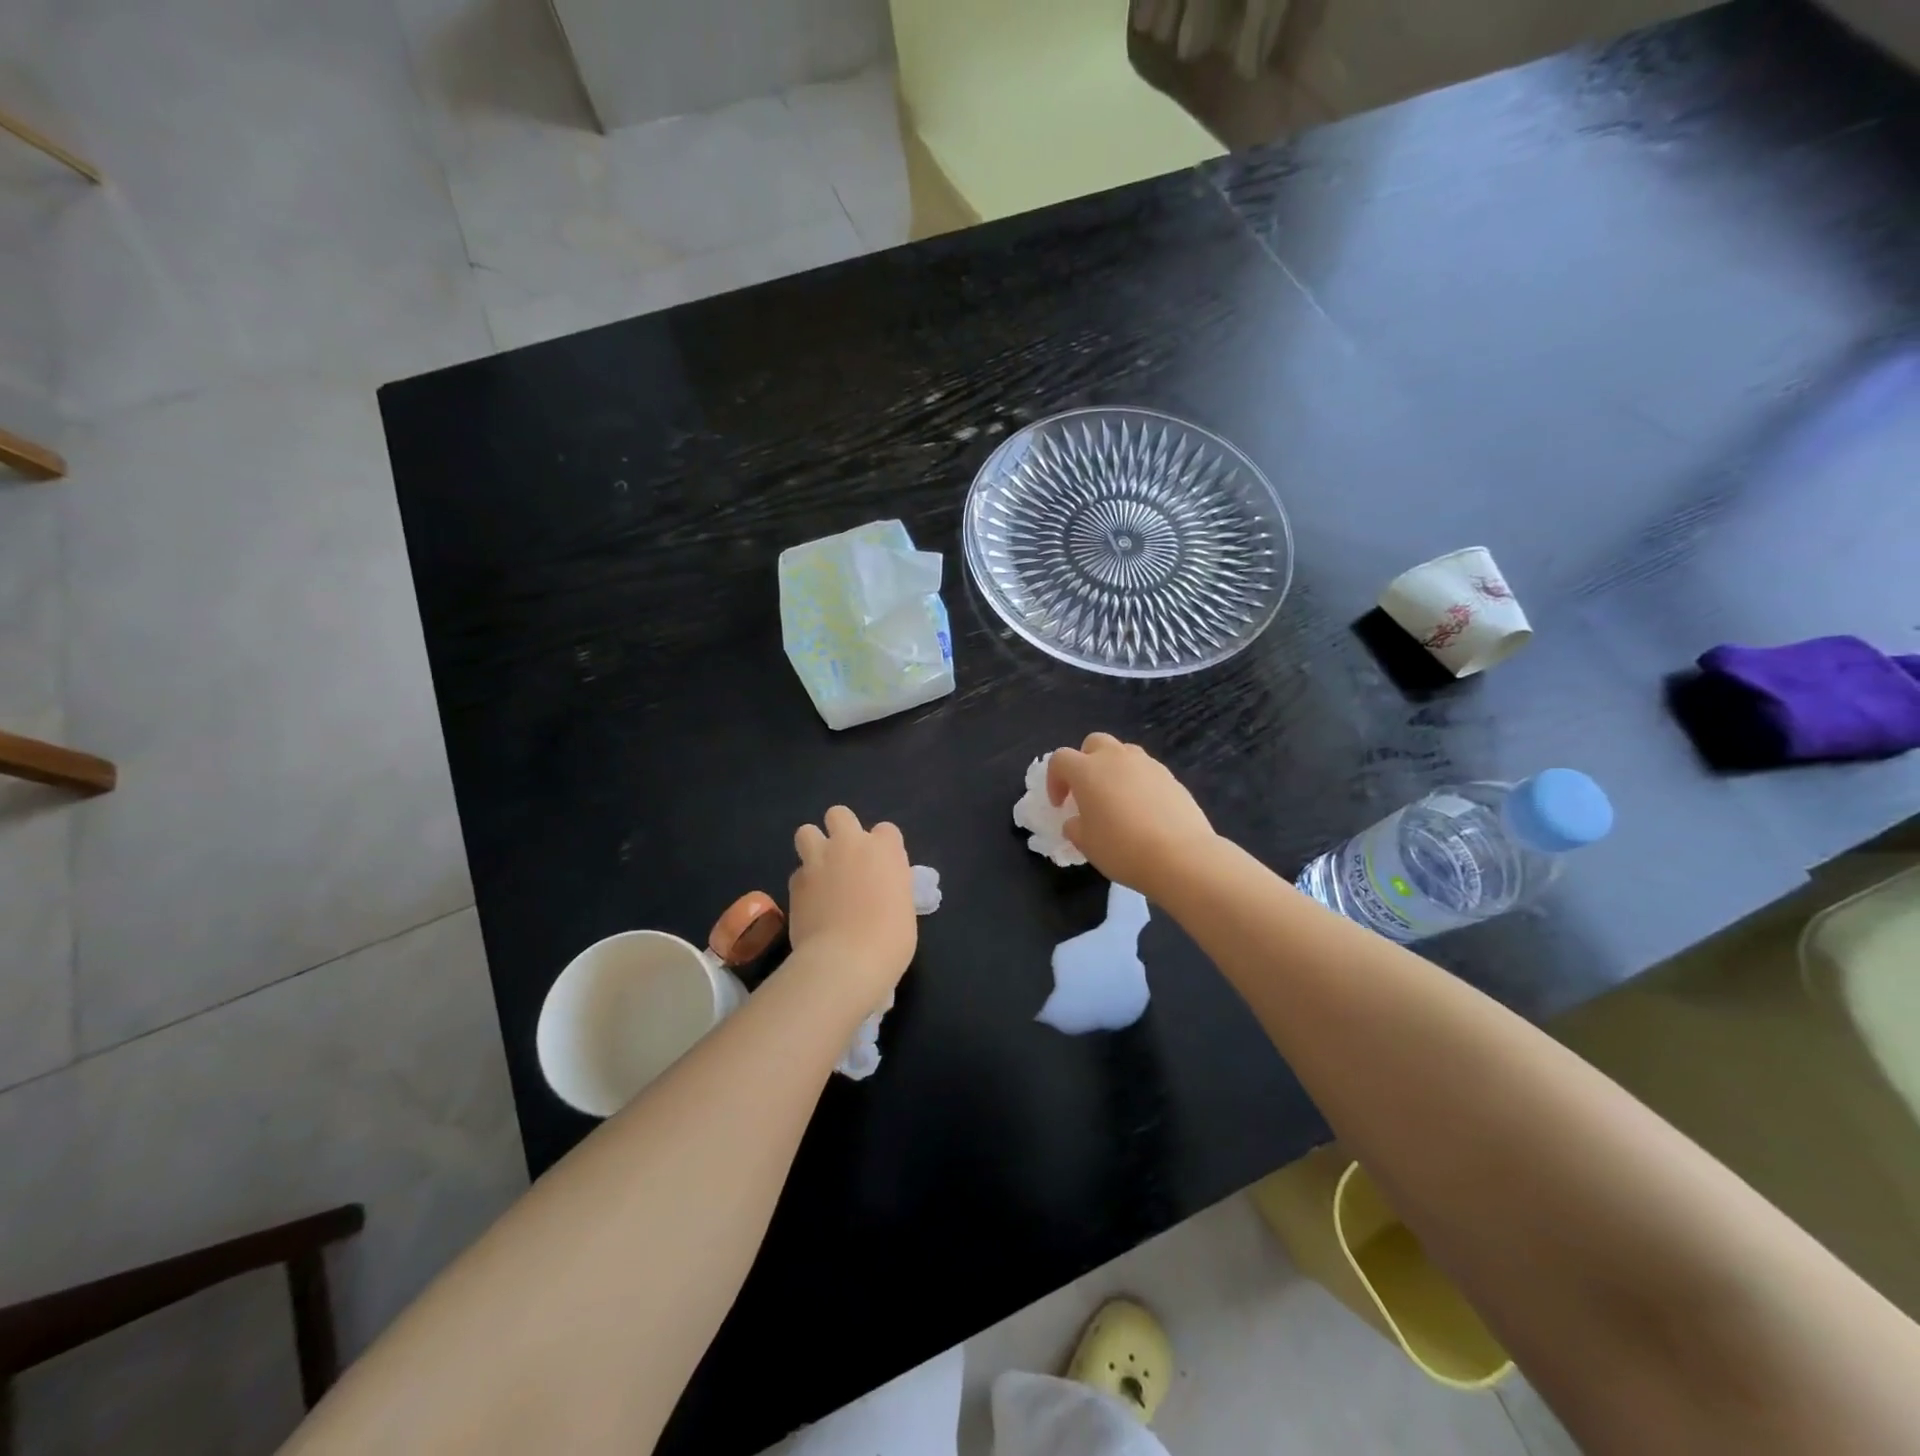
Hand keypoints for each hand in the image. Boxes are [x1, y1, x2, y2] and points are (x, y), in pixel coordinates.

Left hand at [789, 806, 917, 1001]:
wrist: (846, 960)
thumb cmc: (890, 939)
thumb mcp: (903, 907)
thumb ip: (890, 887)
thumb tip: (880, 890)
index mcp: (884, 849)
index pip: (886, 830)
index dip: (883, 847)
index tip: (883, 868)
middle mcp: (850, 845)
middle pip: (839, 814)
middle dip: (841, 829)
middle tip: (846, 858)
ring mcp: (818, 860)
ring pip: (806, 832)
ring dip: (814, 846)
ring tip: (821, 871)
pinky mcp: (795, 882)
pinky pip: (798, 872)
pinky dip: (804, 882)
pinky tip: (810, 902)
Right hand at [1047, 734, 1216, 895]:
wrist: (1181, 856)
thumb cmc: (1122, 848)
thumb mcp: (1086, 843)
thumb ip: (1075, 826)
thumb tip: (1077, 821)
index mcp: (1088, 770)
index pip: (1060, 759)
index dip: (1054, 780)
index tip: (1060, 805)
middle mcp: (1116, 758)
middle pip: (1094, 743)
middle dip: (1085, 761)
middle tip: (1087, 791)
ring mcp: (1147, 764)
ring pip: (1123, 753)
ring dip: (1114, 768)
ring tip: (1117, 799)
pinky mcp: (1171, 777)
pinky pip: (1147, 771)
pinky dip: (1138, 783)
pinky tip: (1143, 811)